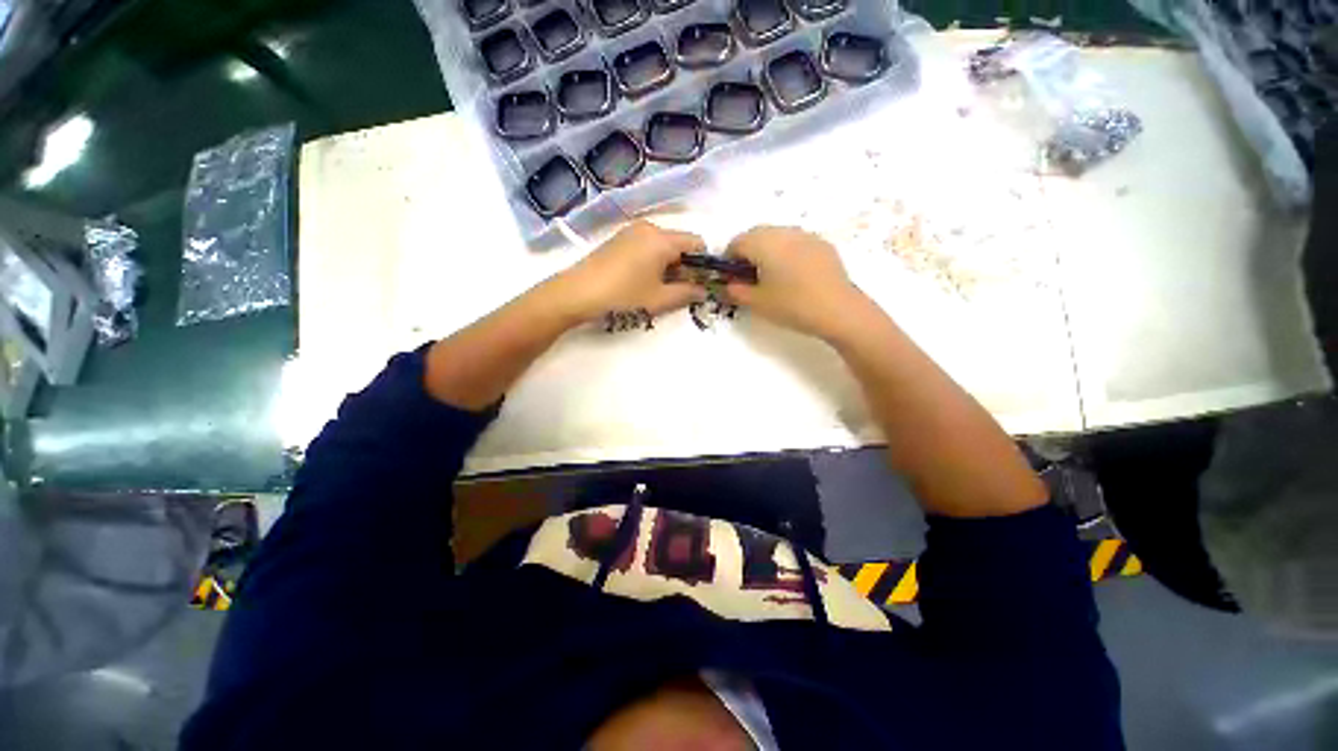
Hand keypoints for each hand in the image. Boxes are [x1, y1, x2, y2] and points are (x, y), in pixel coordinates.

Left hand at [549, 221, 705, 322]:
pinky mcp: (618, 239)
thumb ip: (687, 293)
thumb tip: (704, 291)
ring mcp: (631, 232)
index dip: (703, 264)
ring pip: (662, 246)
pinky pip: (647, 246)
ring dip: (668, 265)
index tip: (699, 284)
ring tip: (657, 289)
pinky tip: (641, 281)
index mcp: (662, 238)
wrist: (577, 293)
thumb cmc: (624, 296)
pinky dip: (653, 261)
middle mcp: (649, 228)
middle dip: (685, 266)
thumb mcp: (660, 299)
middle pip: (679, 243)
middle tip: (678, 291)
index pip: (697, 243)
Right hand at [724, 226, 866, 340]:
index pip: (736, 243)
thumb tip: (726, 285)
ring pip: (777, 237)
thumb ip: (734, 291)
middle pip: (756, 235)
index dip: (728, 260)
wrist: (838, 310)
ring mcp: (805, 235)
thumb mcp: (756, 302)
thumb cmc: (791, 305)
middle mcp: (783, 231)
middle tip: (749, 279)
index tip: (731, 279)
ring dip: (767, 251)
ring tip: (772, 277)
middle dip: (747, 253)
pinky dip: (787, 253)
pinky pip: (795, 242)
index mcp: (763, 242)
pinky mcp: (822, 244)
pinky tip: (794, 276)